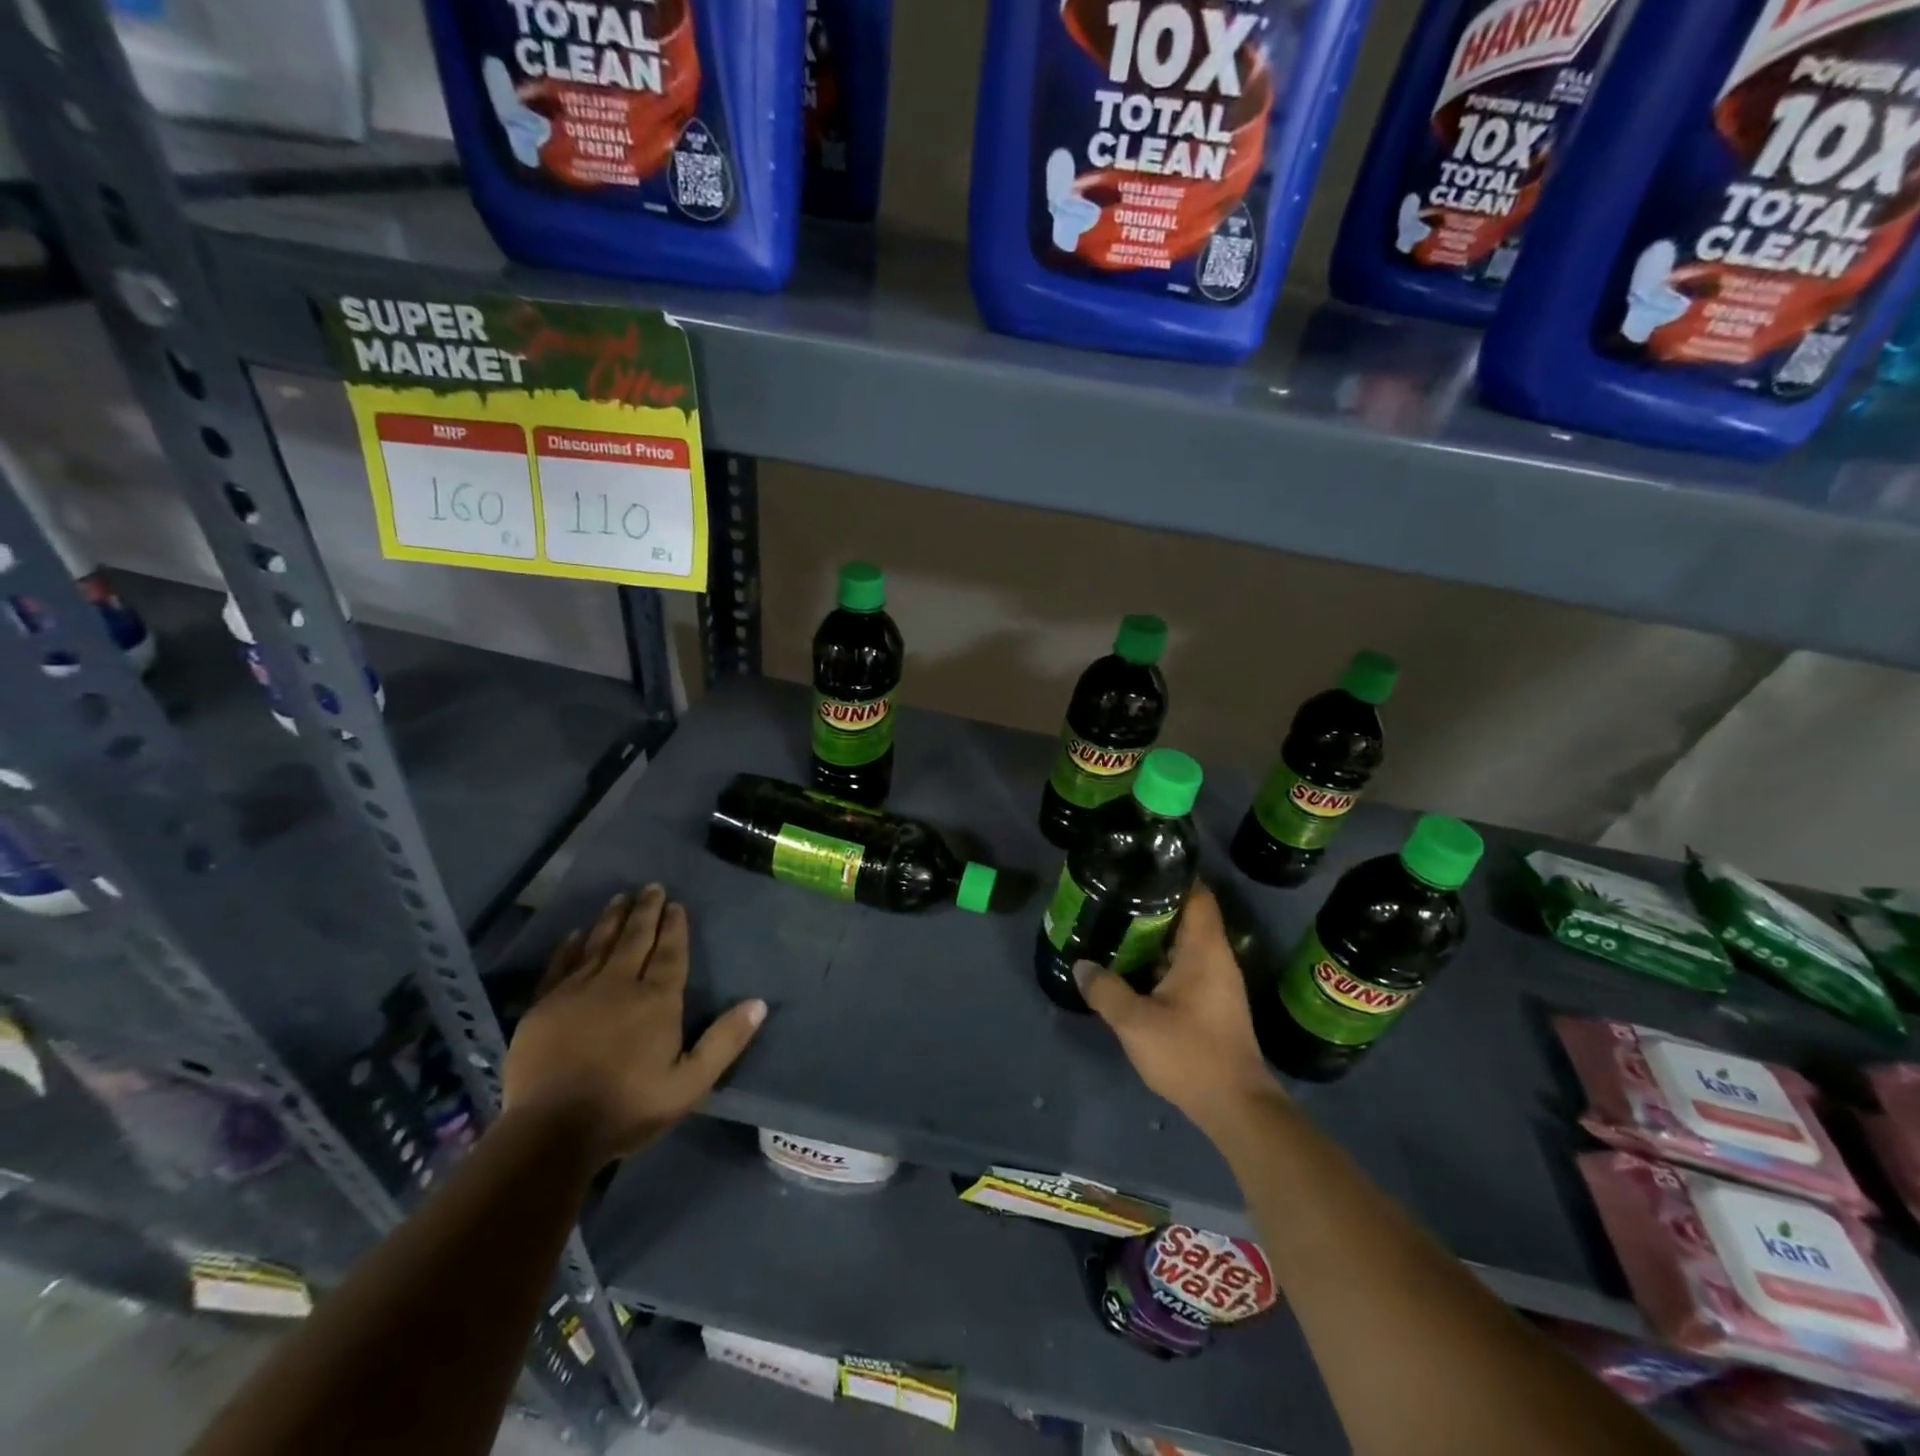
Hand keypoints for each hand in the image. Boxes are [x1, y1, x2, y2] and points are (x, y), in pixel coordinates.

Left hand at [503, 886, 765, 1164]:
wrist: (551, 1132)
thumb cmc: (628, 1107)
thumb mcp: (690, 1083)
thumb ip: (724, 1041)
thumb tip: (759, 1003)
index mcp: (656, 1000)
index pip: (669, 953)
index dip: (674, 927)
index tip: (676, 904)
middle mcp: (618, 985)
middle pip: (635, 939)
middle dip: (645, 912)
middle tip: (651, 887)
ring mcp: (577, 992)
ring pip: (599, 944)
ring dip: (612, 919)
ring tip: (621, 898)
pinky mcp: (544, 1007)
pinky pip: (560, 966)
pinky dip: (570, 947)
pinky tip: (576, 934)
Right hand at [1076, 883, 1282, 1134]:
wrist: (1236, 1107)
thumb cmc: (1190, 1054)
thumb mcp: (1136, 1022)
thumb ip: (1106, 991)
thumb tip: (1081, 966)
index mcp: (1204, 949)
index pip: (1197, 894)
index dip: (1172, 875)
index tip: (1139, 866)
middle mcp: (1216, 958)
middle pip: (1188, 915)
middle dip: (1154, 903)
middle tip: (1115, 894)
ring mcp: (1217, 982)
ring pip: (1184, 943)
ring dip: (1155, 934)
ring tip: (1117, 924)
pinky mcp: (1213, 1003)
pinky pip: (1185, 965)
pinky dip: (1161, 959)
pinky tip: (1132, 966)